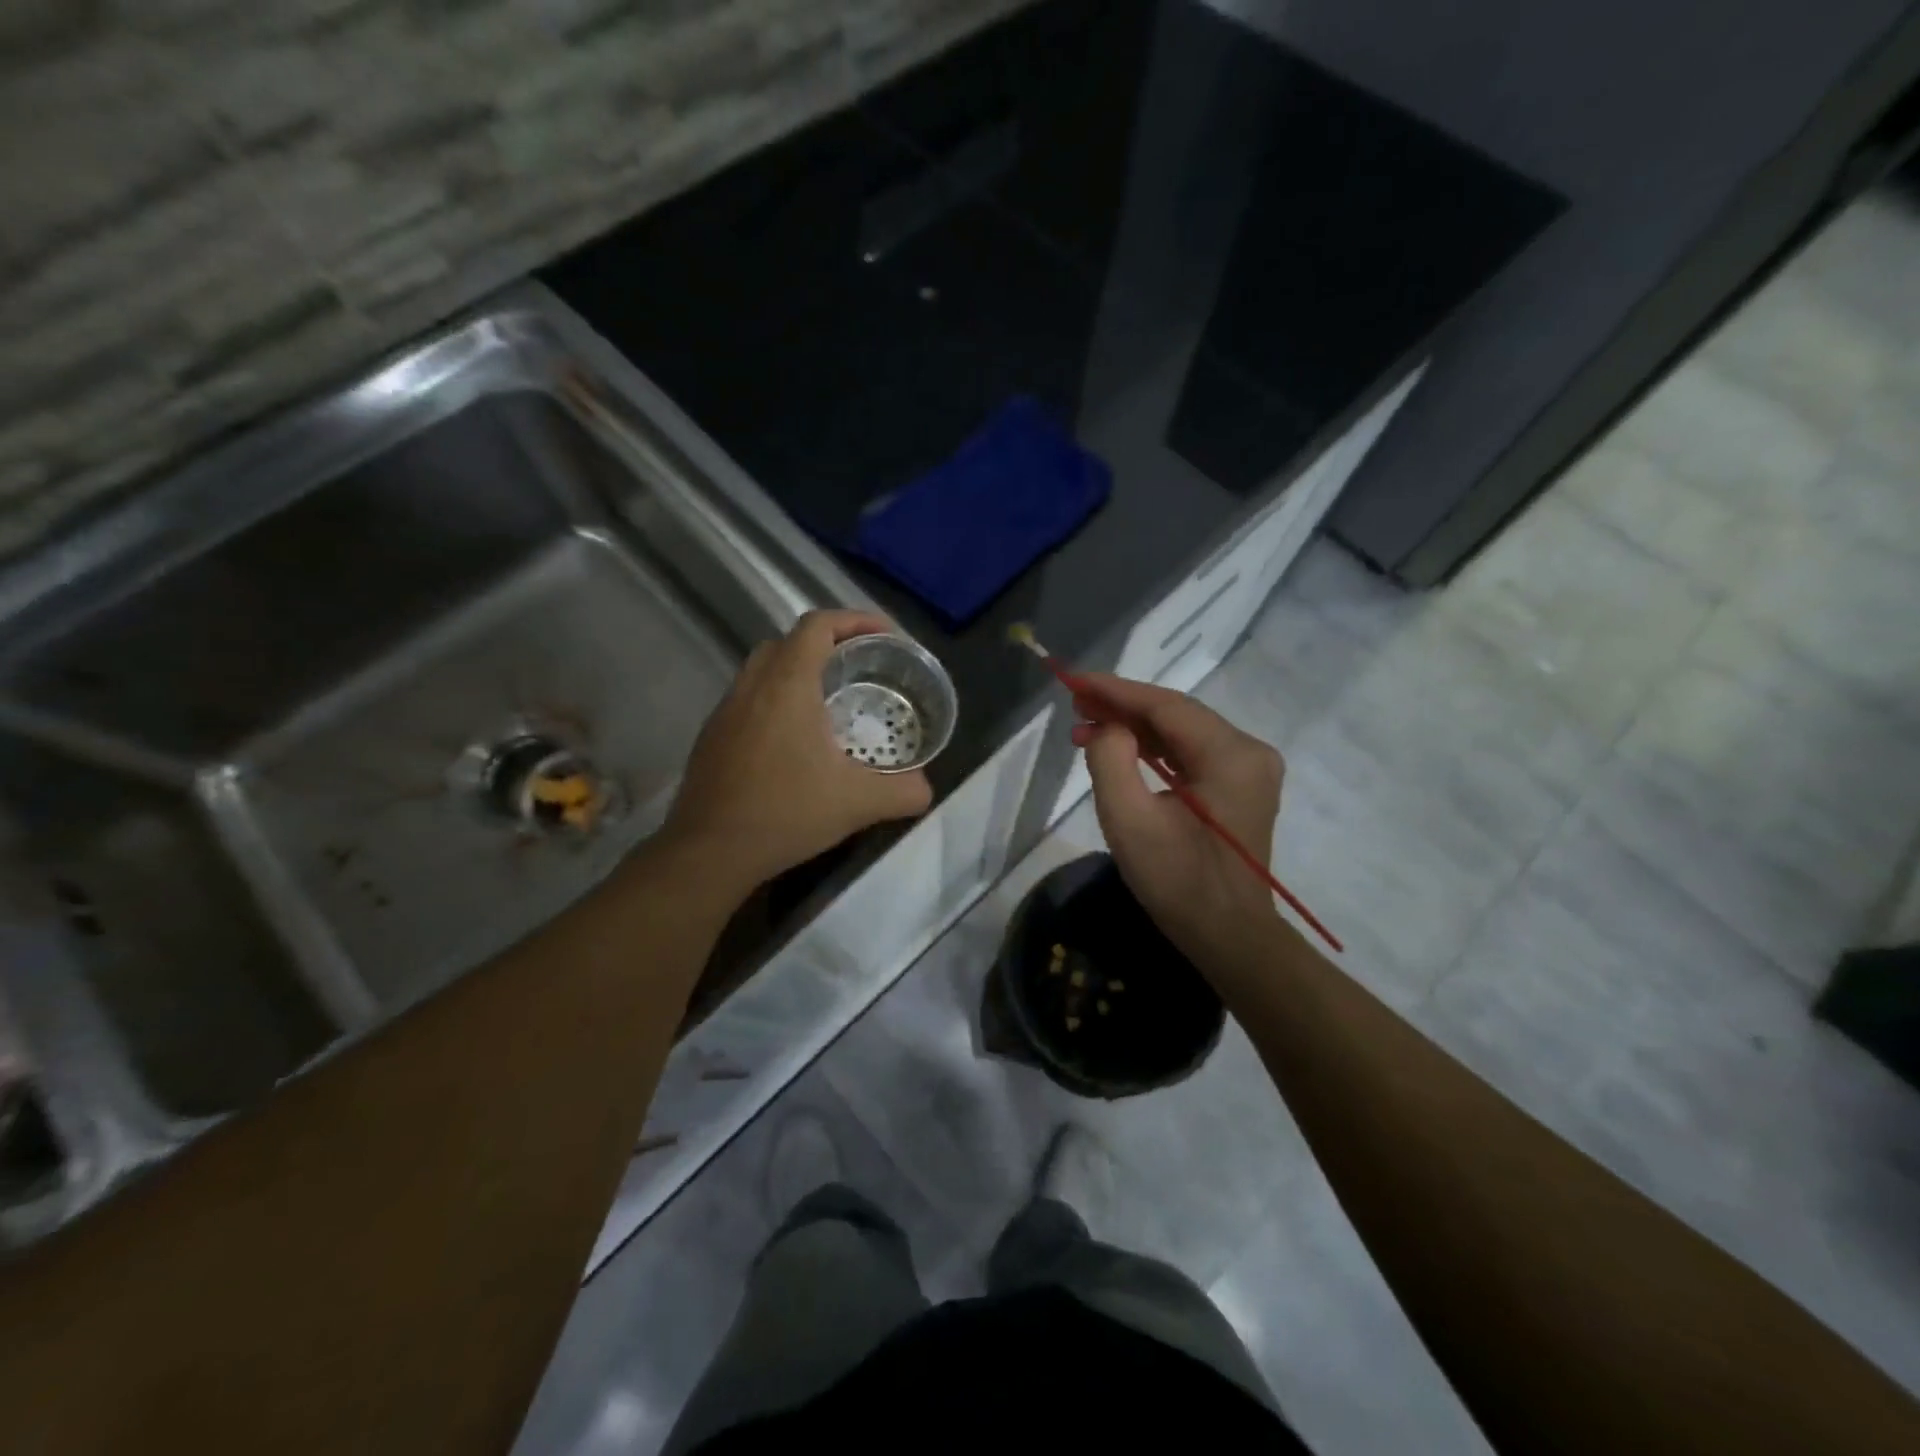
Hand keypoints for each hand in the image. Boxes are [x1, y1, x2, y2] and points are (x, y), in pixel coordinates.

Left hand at [664, 611, 933, 889]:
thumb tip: (925, 788)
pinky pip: (748, 698)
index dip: (854, 620)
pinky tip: (794, 740)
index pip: (817, 625)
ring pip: (763, 669)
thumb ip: (902, 791)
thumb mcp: (858, 803)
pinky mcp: (712, 736)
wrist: (710, 851)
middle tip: (859, 668)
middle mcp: (752, 686)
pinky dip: (775, 700)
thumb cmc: (786, 813)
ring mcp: (726, 711)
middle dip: (827, 644)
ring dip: (797, 671)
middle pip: (788, 641)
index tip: (884, 636)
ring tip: (829, 702)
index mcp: (787, 685)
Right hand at [1072, 673, 1283, 965]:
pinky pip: (1191, 754)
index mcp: (1231, 755)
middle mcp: (1248, 752)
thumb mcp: (1130, 822)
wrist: (1228, 937)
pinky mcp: (1239, 787)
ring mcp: (1248, 770)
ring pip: (1182, 733)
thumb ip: (1110, 761)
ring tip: (1086, 726)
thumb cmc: (1178, 883)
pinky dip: (1154, 749)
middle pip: (1176, 714)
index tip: (1074, 680)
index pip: (1166, 706)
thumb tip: (1108, 729)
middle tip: (1075, 705)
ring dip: (1135, 728)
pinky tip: (1120, 748)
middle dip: (1122, 707)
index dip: (1116, 691)